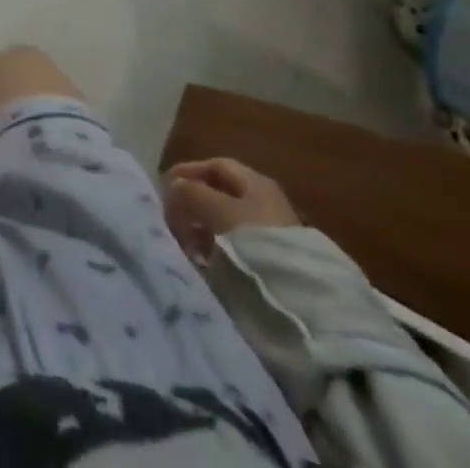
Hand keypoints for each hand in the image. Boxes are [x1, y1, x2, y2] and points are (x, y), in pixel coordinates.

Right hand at [164, 158, 299, 263]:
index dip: (187, 173)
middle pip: (218, 196)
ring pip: (222, 224)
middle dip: (191, 205)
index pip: (215, 166)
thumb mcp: (220, 211)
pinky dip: (213, 253)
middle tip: (170, 222)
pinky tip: (203, 265)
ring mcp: (267, 237)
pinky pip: (231, 250)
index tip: (164, 189)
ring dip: (199, 231)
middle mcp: (263, 204)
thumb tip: (173, 187)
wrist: (305, 303)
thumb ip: (192, 194)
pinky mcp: (267, 266)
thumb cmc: (259, 243)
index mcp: (256, 183)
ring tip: (184, 247)